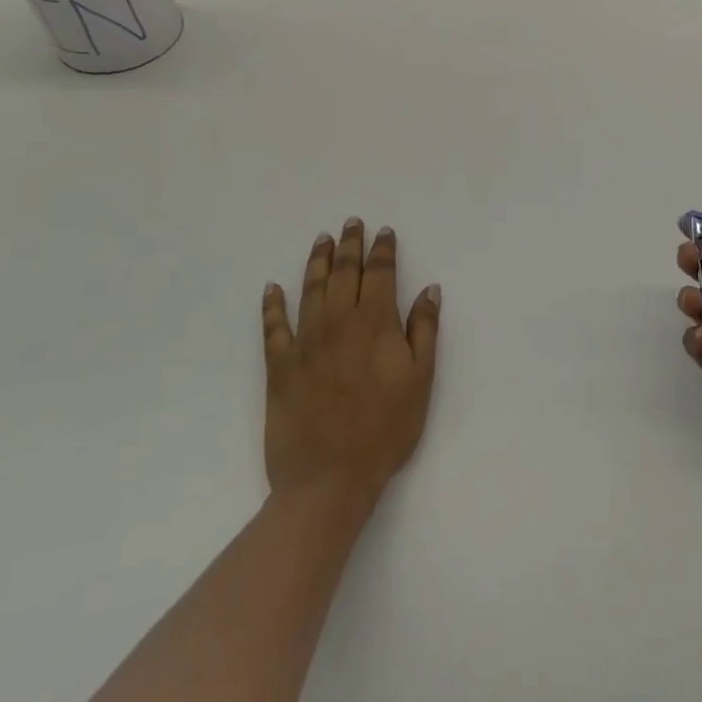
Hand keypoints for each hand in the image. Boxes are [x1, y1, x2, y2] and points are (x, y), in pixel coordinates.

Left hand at [261, 219, 440, 506]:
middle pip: (344, 273)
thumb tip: (429, 290)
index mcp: (376, 324)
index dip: (383, 250)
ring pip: (310, 291)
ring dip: (316, 262)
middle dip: (349, 245)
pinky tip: (272, 288)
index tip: (384, 232)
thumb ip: (425, 331)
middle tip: (351, 223)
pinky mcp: (280, 368)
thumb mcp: (421, 379)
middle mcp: (339, 323)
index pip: (380, 274)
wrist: (330, 478)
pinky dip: (272, 306)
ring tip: (321, 240)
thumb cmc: (386, 429)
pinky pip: (273, 328)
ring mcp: (306, 344)